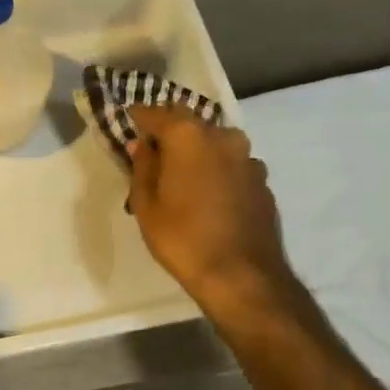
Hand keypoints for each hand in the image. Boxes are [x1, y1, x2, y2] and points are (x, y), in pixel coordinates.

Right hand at [127, 105, 294, 306]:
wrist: (241, 275)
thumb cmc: (182, 238)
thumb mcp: (146, 205)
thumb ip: (142, 168)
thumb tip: (142, 145)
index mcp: (188, 136)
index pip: (155, 113)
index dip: (139, 117)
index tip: (127, 122)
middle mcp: (222, 137)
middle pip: (189, 122)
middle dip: (169, 131)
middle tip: (152, 151)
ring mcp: (248, 158)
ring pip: (214, 143)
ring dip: (196, 151)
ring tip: (181, 176)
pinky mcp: (262, 181)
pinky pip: (232, 165)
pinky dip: (217, 170)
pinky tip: (208, 194)